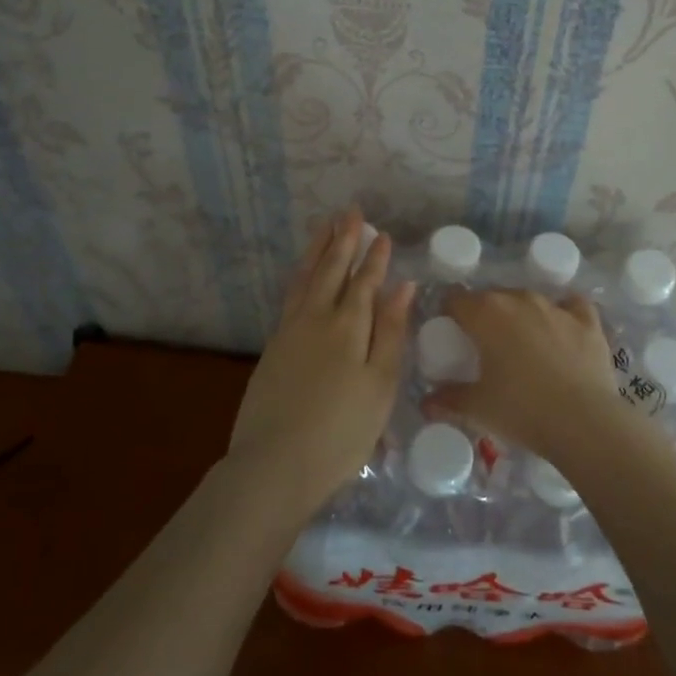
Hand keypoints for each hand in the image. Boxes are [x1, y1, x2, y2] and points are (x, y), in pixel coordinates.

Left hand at [228, 208, 414, 517]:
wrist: (274, 465)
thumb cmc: (342, 431)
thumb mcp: (380, 383)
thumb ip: (391, 331)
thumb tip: (402, 286)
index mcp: (349, 325)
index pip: (365, 281)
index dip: (374, 257)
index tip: (381, 233)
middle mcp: (317, 318)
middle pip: (331, 269)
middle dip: (342, 239)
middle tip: (349, 211)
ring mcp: (290, 331)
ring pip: (305, 278)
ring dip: (317, 250)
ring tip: (324, 227)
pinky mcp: (273, 348)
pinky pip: (290, 296)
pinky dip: (300, 276)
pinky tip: (303, 274)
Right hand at [429, 288, 626, 461]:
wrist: (584, 422)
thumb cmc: (522, 410)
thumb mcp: (478, 409)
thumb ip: (448, 399)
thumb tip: (427, 402)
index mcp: (486, 313)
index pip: (454, 299)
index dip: (448, 313)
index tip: (449, 333)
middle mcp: (519, 298)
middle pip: (492, 297)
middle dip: (484, 315)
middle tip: (483, 346)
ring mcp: (555, 306)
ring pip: (528, 299)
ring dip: (520, 315)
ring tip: (521, 344)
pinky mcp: (587, 319)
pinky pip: (570, 305)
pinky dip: (563, 313)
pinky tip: (562, 329)